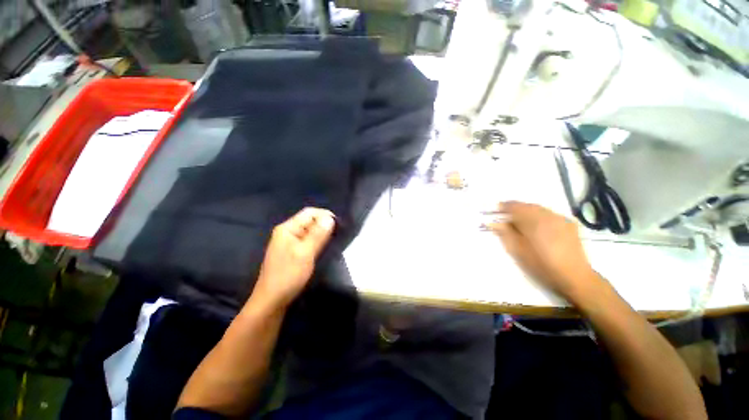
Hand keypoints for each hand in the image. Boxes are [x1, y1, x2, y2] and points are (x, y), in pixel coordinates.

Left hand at [252, 207, 335, 308]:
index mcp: (287, 228)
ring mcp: (289, 242)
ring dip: (322, 233)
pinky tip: (324, 246)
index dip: (325, 215)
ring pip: (309, 231)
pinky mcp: (292, 252)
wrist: (272, 301)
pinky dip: (317, 241)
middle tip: (339, 233)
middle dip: (324, 224)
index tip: (339, 224)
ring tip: (334, 239)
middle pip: (309, 221)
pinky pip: (307, 240)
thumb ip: (318, 234)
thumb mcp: (305, 253)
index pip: (309, 213)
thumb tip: (330, 218)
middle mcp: (287, 232)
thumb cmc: (288, 275)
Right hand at [488, 201, 604, 303]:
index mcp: (533, 221)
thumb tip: (494, 222)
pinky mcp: (569, 224)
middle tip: (505, 217)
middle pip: (527, 206)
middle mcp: (547, 215)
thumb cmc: (541, 265)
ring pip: (538, 209)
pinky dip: (539, 216)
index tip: (495, 210)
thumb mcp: (517, 251)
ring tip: (520, 222)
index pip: (514, 207)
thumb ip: (505, 234)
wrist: (575, 277)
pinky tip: (537, 226)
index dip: (503, 207)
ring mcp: (560, 219)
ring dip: (526, 212)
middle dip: (515, 209)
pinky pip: (549, 214)